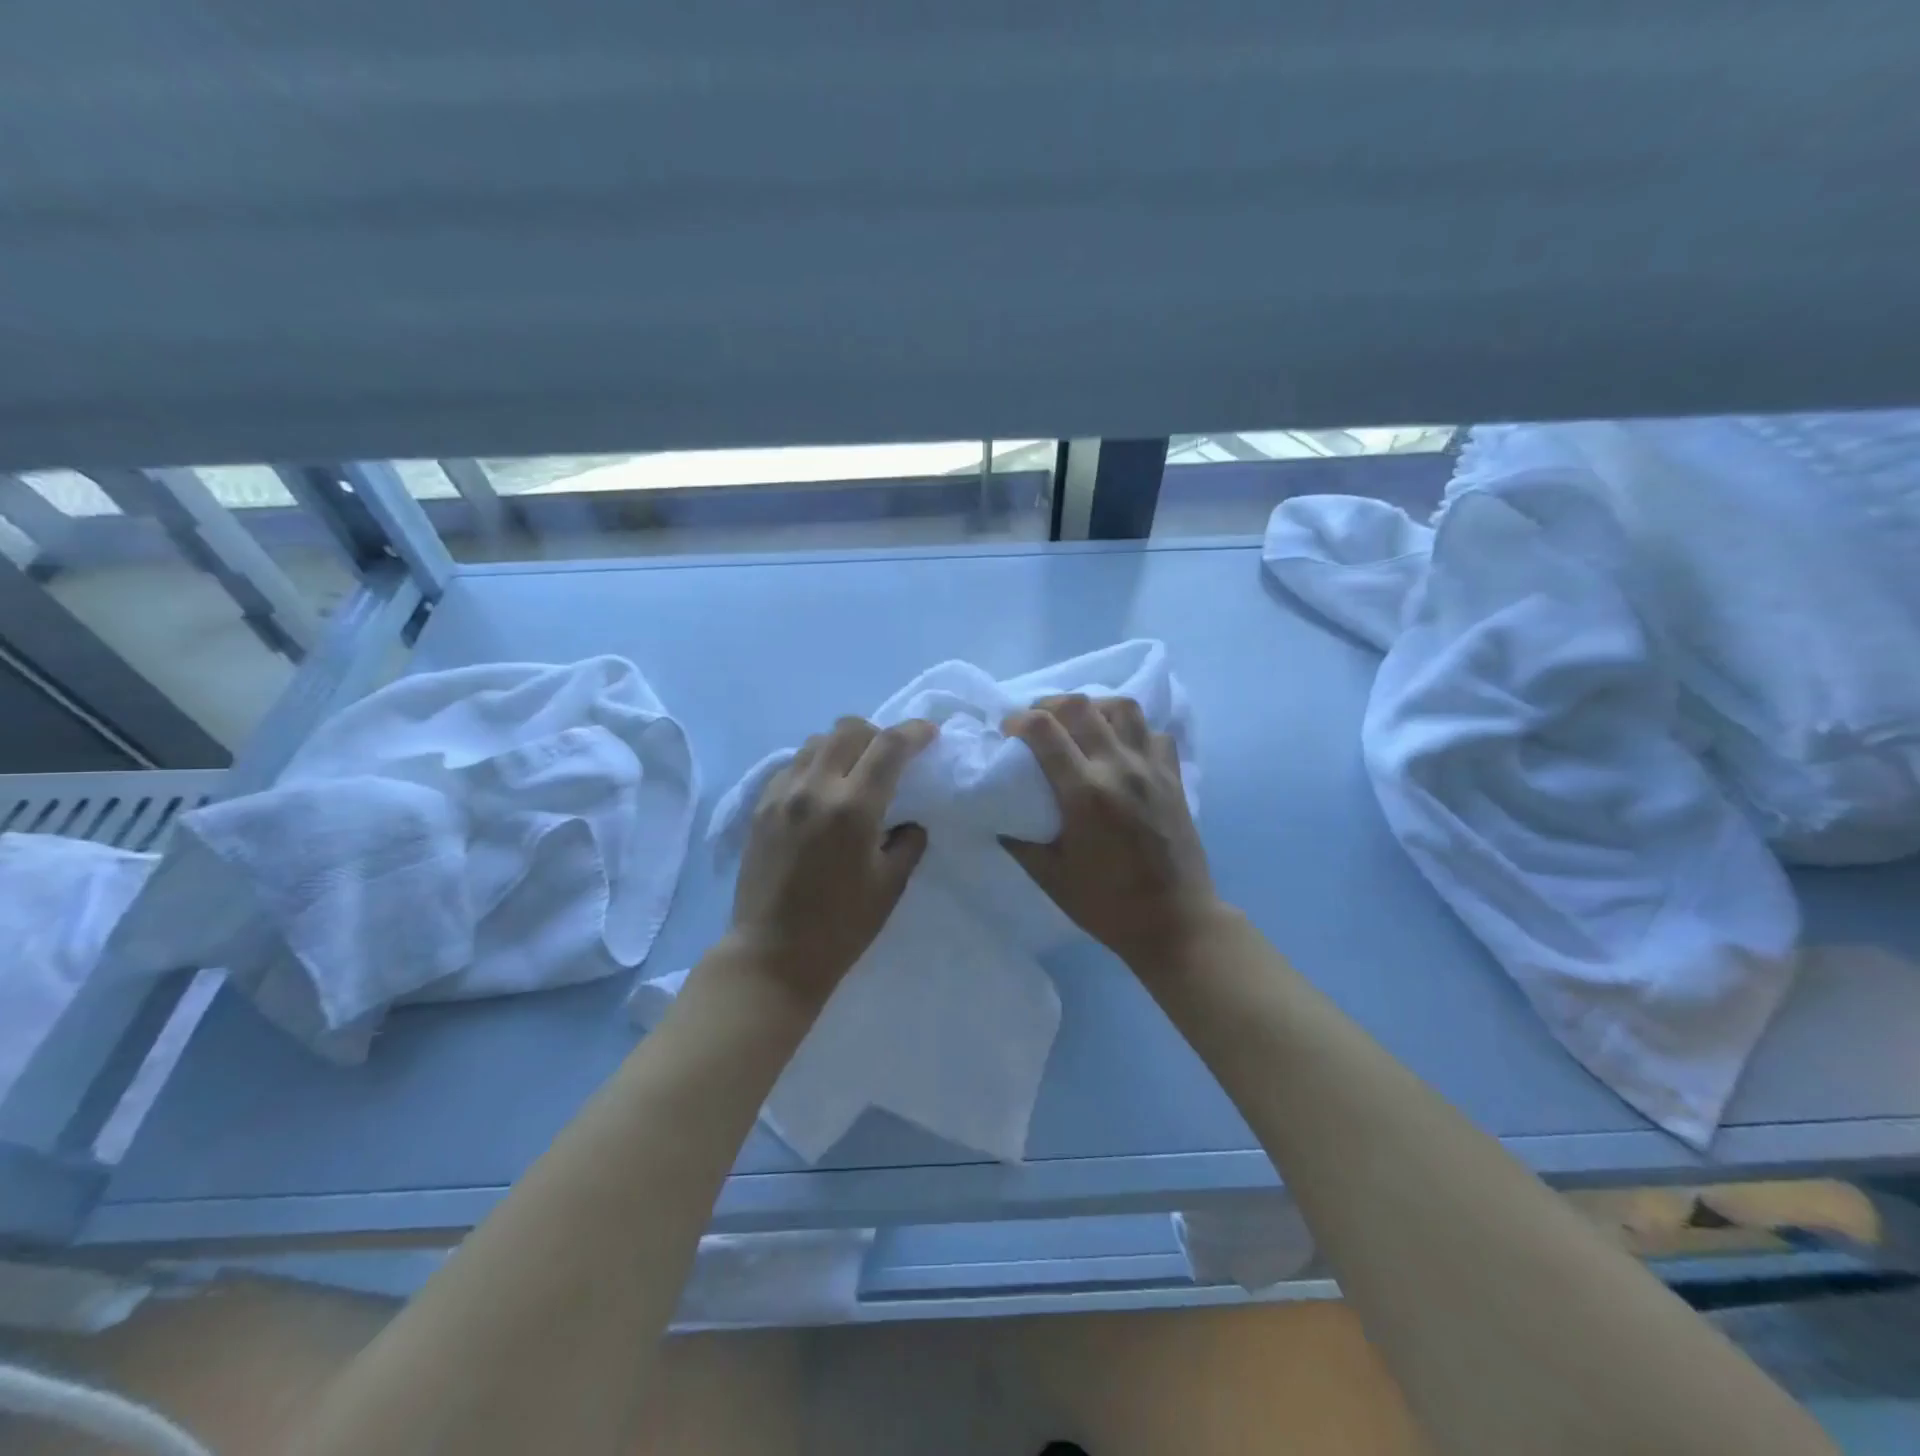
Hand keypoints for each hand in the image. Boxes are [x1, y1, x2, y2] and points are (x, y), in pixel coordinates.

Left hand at [727, 716, 935, 1001]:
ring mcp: (781, 794)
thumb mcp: (890, 886)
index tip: (930, 734)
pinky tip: (822, 791)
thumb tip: (909, 821)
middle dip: (878, 734)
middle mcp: (814, 788)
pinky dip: (815, 764)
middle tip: (892, 757)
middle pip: (849, 729)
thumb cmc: (841, 927)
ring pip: (817, 742)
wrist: (772, 954)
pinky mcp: (760, 806)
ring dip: (844, 745)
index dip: (915, 732)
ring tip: (855, 771)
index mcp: (852, 808)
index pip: (889, 746)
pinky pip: (792, 764)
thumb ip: (907, 843)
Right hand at [1001, 694, 1219, 972]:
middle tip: (1037, 722)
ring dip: (1094, 707)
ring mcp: (1152, 769)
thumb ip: (1019, 840)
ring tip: (1080, 725)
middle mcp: (1119, 768)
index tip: (1007, 731)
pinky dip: (1133, 730)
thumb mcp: (1050, 877)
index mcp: (1084, 793)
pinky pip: (1154, 733)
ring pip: (1123, 708)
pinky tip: (1120, 747)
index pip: (1044, 729)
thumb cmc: (1107, 905)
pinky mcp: (1174, 777)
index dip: (1018, 720)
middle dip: (1049, 704)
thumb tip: (997, 813)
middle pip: (1080, 706)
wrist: (1175, 922)